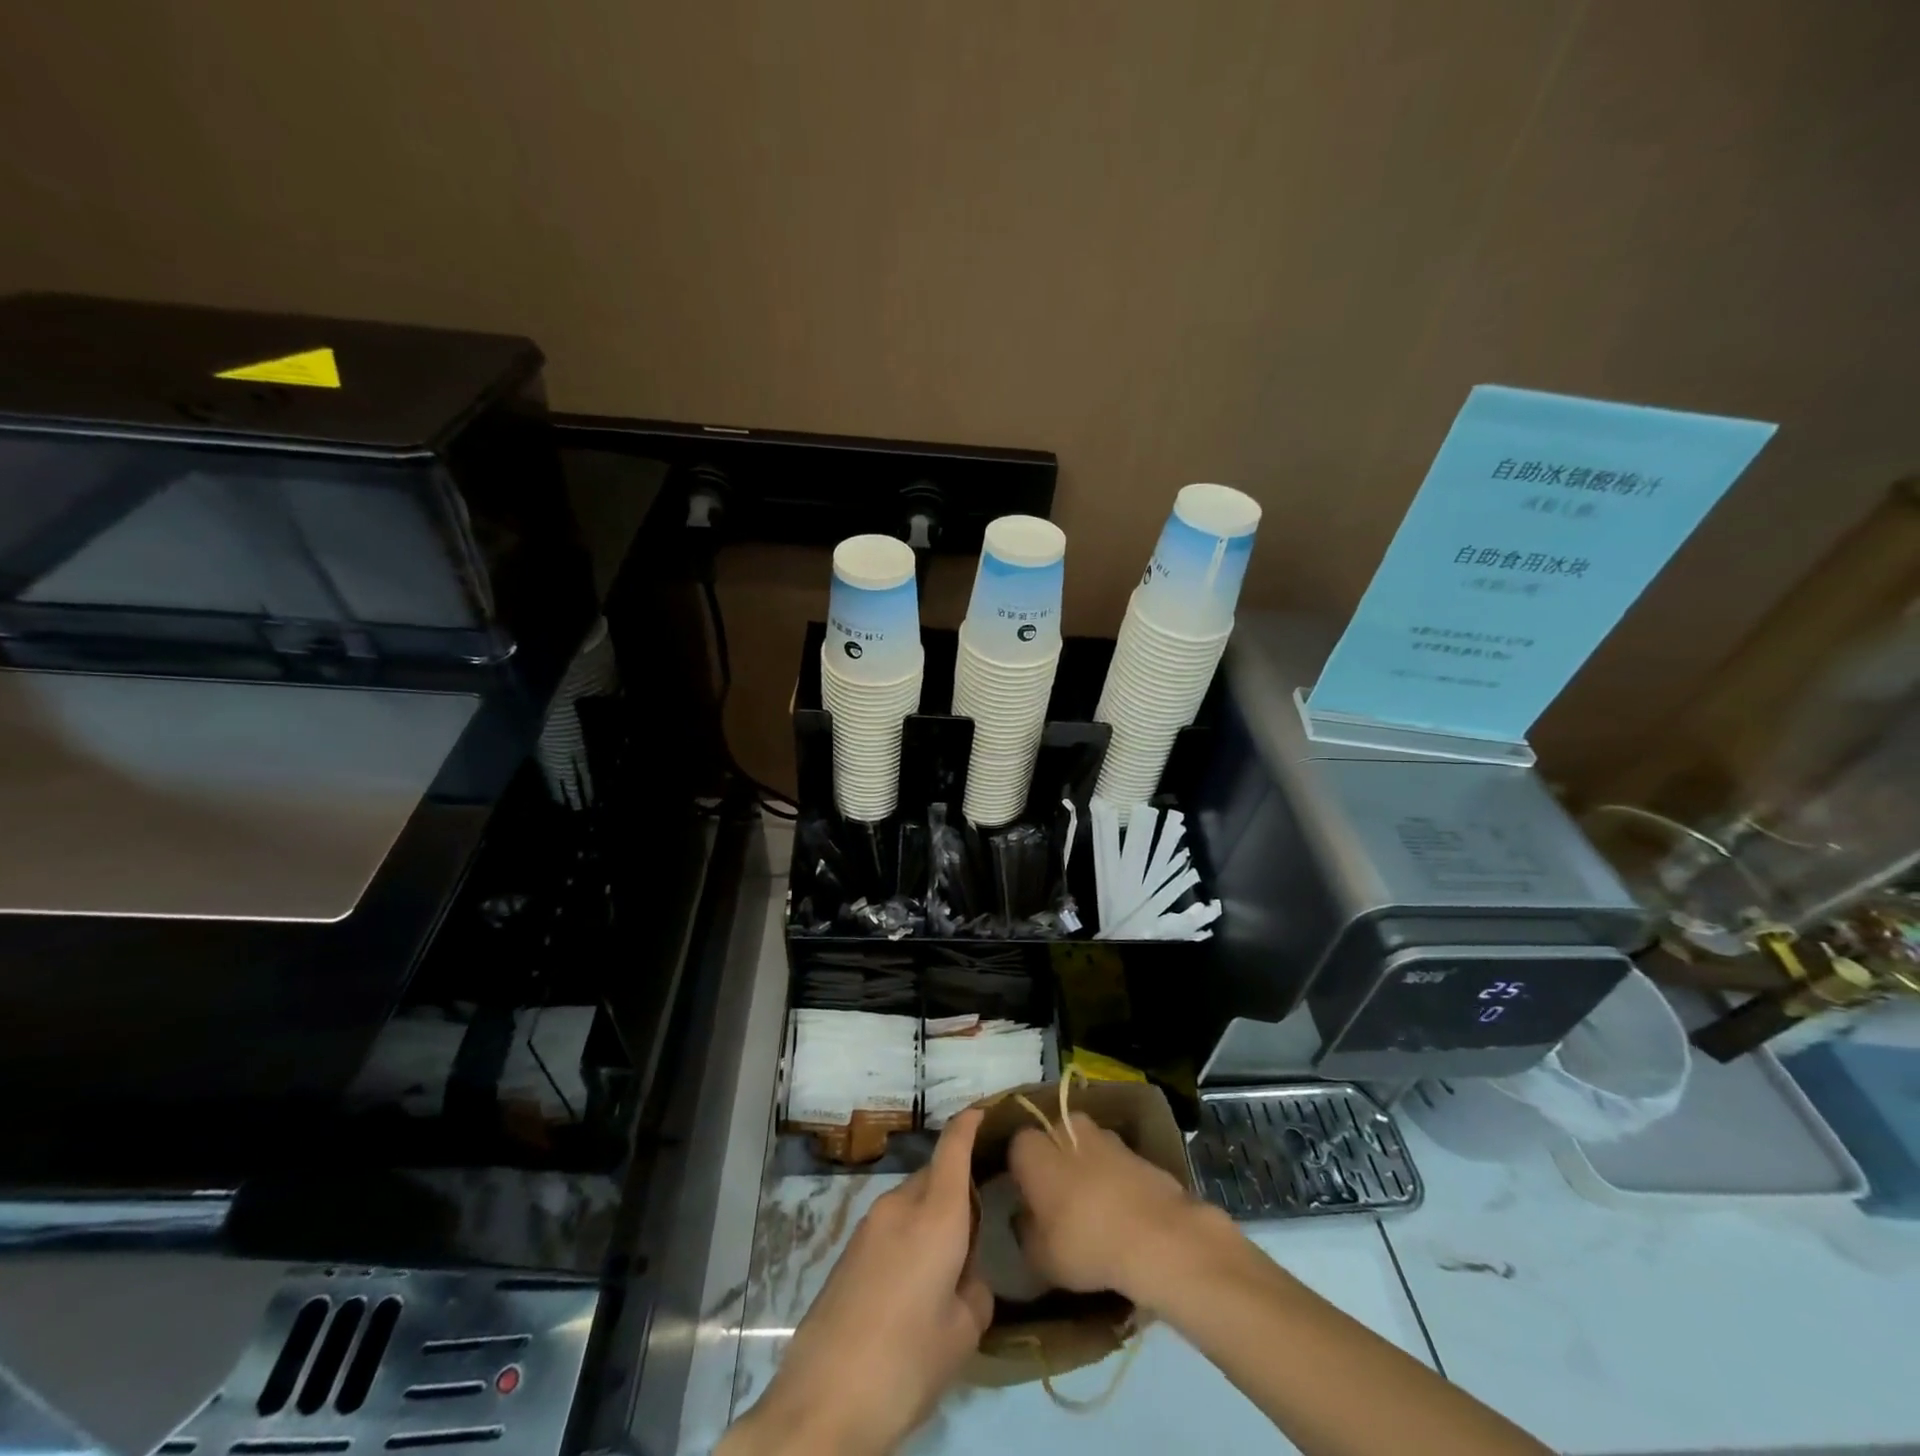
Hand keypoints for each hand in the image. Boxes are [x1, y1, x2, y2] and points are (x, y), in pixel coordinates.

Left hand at [721, 1109, 991, 1455]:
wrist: (820, 1402)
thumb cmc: (904, 1363)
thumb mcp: (962, 1335)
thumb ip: (976, 1290)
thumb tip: (966, 1275)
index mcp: (935, 1214)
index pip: (954, 1145)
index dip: (971, 1122)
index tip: (986, 1112)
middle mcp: (899, 1205)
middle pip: (935, 1174)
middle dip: (958, 1187)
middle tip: (978, 1227)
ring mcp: (868, 1225)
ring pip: (912, 1201)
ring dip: (932, 1216)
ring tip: (946, 1266)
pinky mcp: (848, 1250)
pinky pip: (891, 1226)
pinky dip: (910, 1236)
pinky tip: (913, 1285)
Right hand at [1008, 1111, 1218, 1306]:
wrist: (1157, 1236)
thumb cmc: (1084, 1243)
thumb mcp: (1040, 1257)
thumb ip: (1026, 1233)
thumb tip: (1026, 1220)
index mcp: (1035, 1149)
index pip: (1017, 1148)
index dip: (1021, 1173)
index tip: (1027, 1200)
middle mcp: (1066, 1129)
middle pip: (1054, 1138)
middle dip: (1055, 1161)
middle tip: (1059, 1200)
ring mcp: (1106, 1136)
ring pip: (1087, 1147)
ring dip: (1087, 1167)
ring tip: (1093, 1208)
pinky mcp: (1137, 1151)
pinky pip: (1115, 1163)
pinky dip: (1115, 1179)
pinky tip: (1121, 1213)